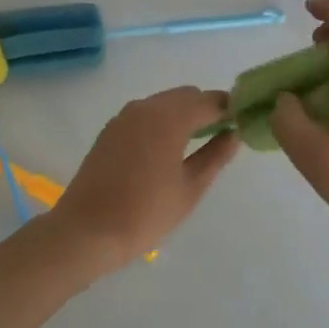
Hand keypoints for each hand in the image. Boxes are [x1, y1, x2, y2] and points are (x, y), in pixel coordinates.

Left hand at [52, 87, 240, 268]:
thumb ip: (215, 156)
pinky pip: (144, 115)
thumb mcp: (190, 188)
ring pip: (163, 104)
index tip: (242, 124)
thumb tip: (233, 134)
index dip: (229, 109)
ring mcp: (123, 117)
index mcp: (169, 118)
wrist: (86, 231)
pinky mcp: (109, 131)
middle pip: (185, 96)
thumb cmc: (145, 213)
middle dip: (205, 110)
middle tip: (220, 138)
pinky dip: (161, 123)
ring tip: (194, 147)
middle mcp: (145, 107)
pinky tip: (164, 152)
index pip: (209, 100)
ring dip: (182, 115)